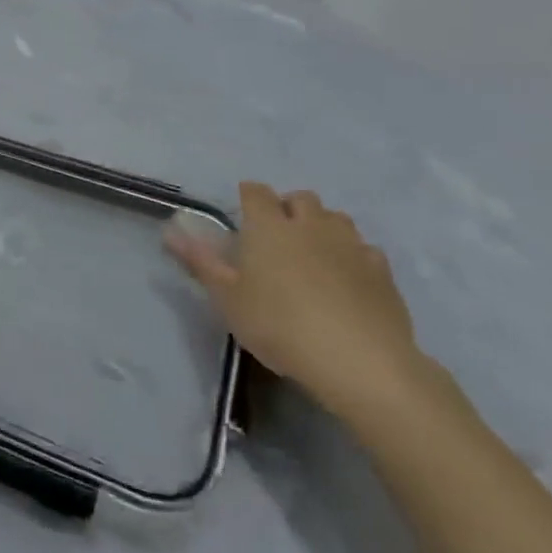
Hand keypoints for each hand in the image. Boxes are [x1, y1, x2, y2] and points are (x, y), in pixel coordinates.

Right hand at [164, 184, 422, 419]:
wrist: (358, 361)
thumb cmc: (279, 325)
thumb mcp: (228, 299)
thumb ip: (200, 262)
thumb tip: (170, 231)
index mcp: (269, 226)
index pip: (255, 192)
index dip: (247, 197)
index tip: (242, 216)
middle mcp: (310, 224)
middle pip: (300, 197)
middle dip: (288, 208)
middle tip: (278, 236)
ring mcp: (350, 244)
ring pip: (336, 217)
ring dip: (323, 226)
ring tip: (313, 253)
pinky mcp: (381, 270)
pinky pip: (365, 249)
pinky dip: (353, 255)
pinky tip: (348, 278)